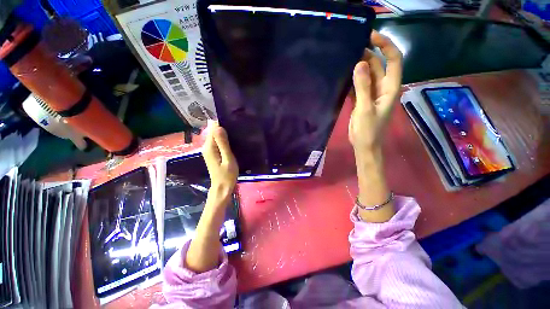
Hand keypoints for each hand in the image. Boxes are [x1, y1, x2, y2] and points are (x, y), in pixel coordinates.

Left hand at [202, 120, 238, 202]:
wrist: (222, 188)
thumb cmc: (227, 175)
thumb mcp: (228, 159)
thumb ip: (223, 143)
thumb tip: (218, 127)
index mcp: (209, 147)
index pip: (213, 128)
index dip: (221, 124)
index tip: (233, 122)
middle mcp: (207, 147)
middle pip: (213, 131)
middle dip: (223, 128)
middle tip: (237, 128)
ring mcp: (209, 150)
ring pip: (216, 136)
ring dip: (224, 133)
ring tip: (236, 132)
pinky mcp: (213, 153)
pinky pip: (217, 142)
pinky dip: (224, 139)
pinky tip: (232, 140)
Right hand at [348, 31, 402, 157]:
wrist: (364, 145)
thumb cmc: (368, 130)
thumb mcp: (365, 108)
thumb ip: (363, 86)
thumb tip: (359, 63)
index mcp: (390, 88)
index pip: (393, 59)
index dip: (385, 45)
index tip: (370, 36)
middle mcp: (382, 87)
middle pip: (378, 65)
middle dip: (368, 54)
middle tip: (350, 47)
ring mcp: (371, 94)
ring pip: (367, 74)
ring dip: (358, 66)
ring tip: (344, 57)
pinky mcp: (361, 100)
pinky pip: (358, 85)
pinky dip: (352, 79)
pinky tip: (343, 75)